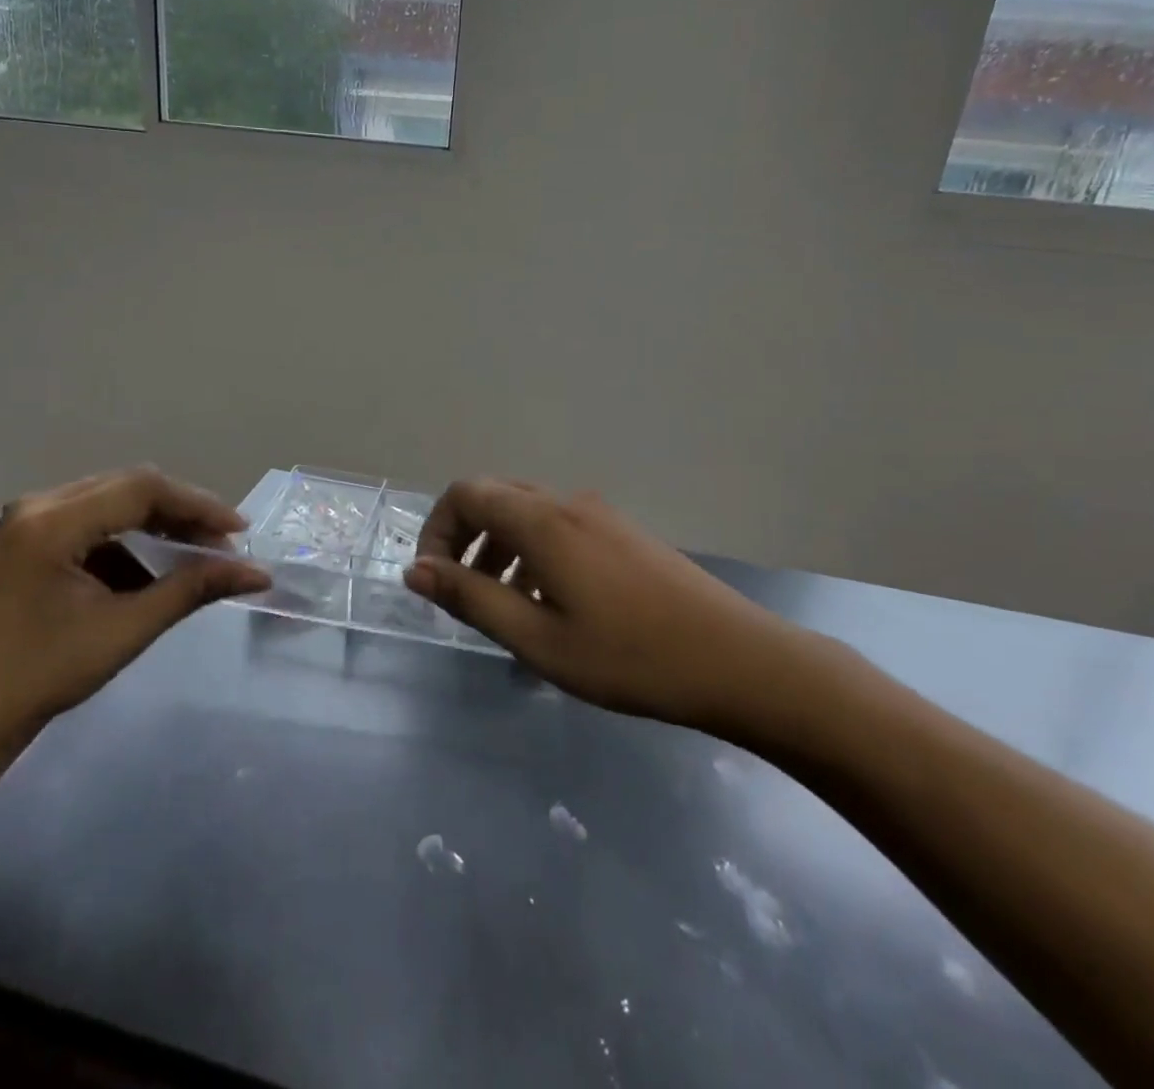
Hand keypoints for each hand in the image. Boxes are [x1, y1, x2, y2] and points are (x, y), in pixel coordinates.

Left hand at [0, 468, 269, 770]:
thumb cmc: (38, 677)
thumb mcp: (124, 630)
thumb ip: (192, 590)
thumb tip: (257, 573)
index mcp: (53, 521)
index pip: (144, 489)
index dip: (199, 505)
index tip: (240, 533)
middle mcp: (39, 505)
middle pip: (130, 486)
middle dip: (184, 511)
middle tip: (225, 544)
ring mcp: (29, 519)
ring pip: (114, 499)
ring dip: (160, 520)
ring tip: (200, 551)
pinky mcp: (28, 538)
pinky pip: (94, 518)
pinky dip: (132, 534)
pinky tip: (156, 560)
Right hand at [404, 479, 824, 749]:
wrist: (737, 660)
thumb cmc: (629, 657)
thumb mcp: (537, 638)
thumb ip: (471, 598)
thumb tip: (416, 569)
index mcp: (542, 521)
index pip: (465, 494)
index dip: (436, 530)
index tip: (433, 581)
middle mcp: (568, 504)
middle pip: (495, 497)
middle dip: (465, 538)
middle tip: (461, 593)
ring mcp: (601, 515)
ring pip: (528, 513)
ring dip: (498, 548)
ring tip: (502, 605)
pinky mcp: (624, 534)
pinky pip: (559, 527)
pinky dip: (533, 553)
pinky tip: (550, 603)